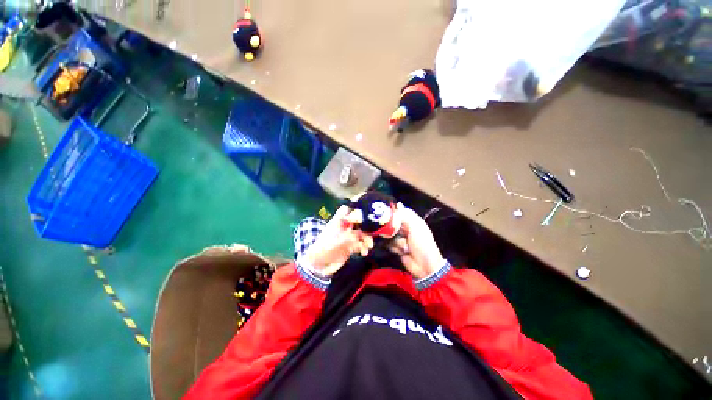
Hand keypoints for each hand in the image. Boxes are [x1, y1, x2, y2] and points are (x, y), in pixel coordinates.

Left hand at [302, 206, 373, 275]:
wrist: (319, 266)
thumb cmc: (324, 250)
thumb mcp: (336, 242)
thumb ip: (349, 236)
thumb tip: (361, 233)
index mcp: (337, 221)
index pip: (347, 209)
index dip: (356, 209)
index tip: (366, 214)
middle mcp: (344, 227)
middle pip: (358, 221)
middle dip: (366, 226)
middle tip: (371, 233)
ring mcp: (348, 237)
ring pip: (362, 233)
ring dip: (367, 239)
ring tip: (368, 246)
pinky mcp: (351, 246)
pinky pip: (361, 244)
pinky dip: (364, 247)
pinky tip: (363, 252)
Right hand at [390, 204, 445, 279]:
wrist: (424, 266)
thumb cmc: (422, 244)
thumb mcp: (415, 227)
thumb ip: (404, 216)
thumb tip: (395, 206)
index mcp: (413, 220)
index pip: (400, 211)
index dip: (392, 211)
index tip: (384, 213)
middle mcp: (406, 227)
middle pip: (392, 222)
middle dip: (391, 228)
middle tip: (392, 232)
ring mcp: (401, 237)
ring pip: (389, 233)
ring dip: (395, 240)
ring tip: (403, 246)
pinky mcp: (396, 246)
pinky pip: (389, 243)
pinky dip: (394, 247)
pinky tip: (400, 251)